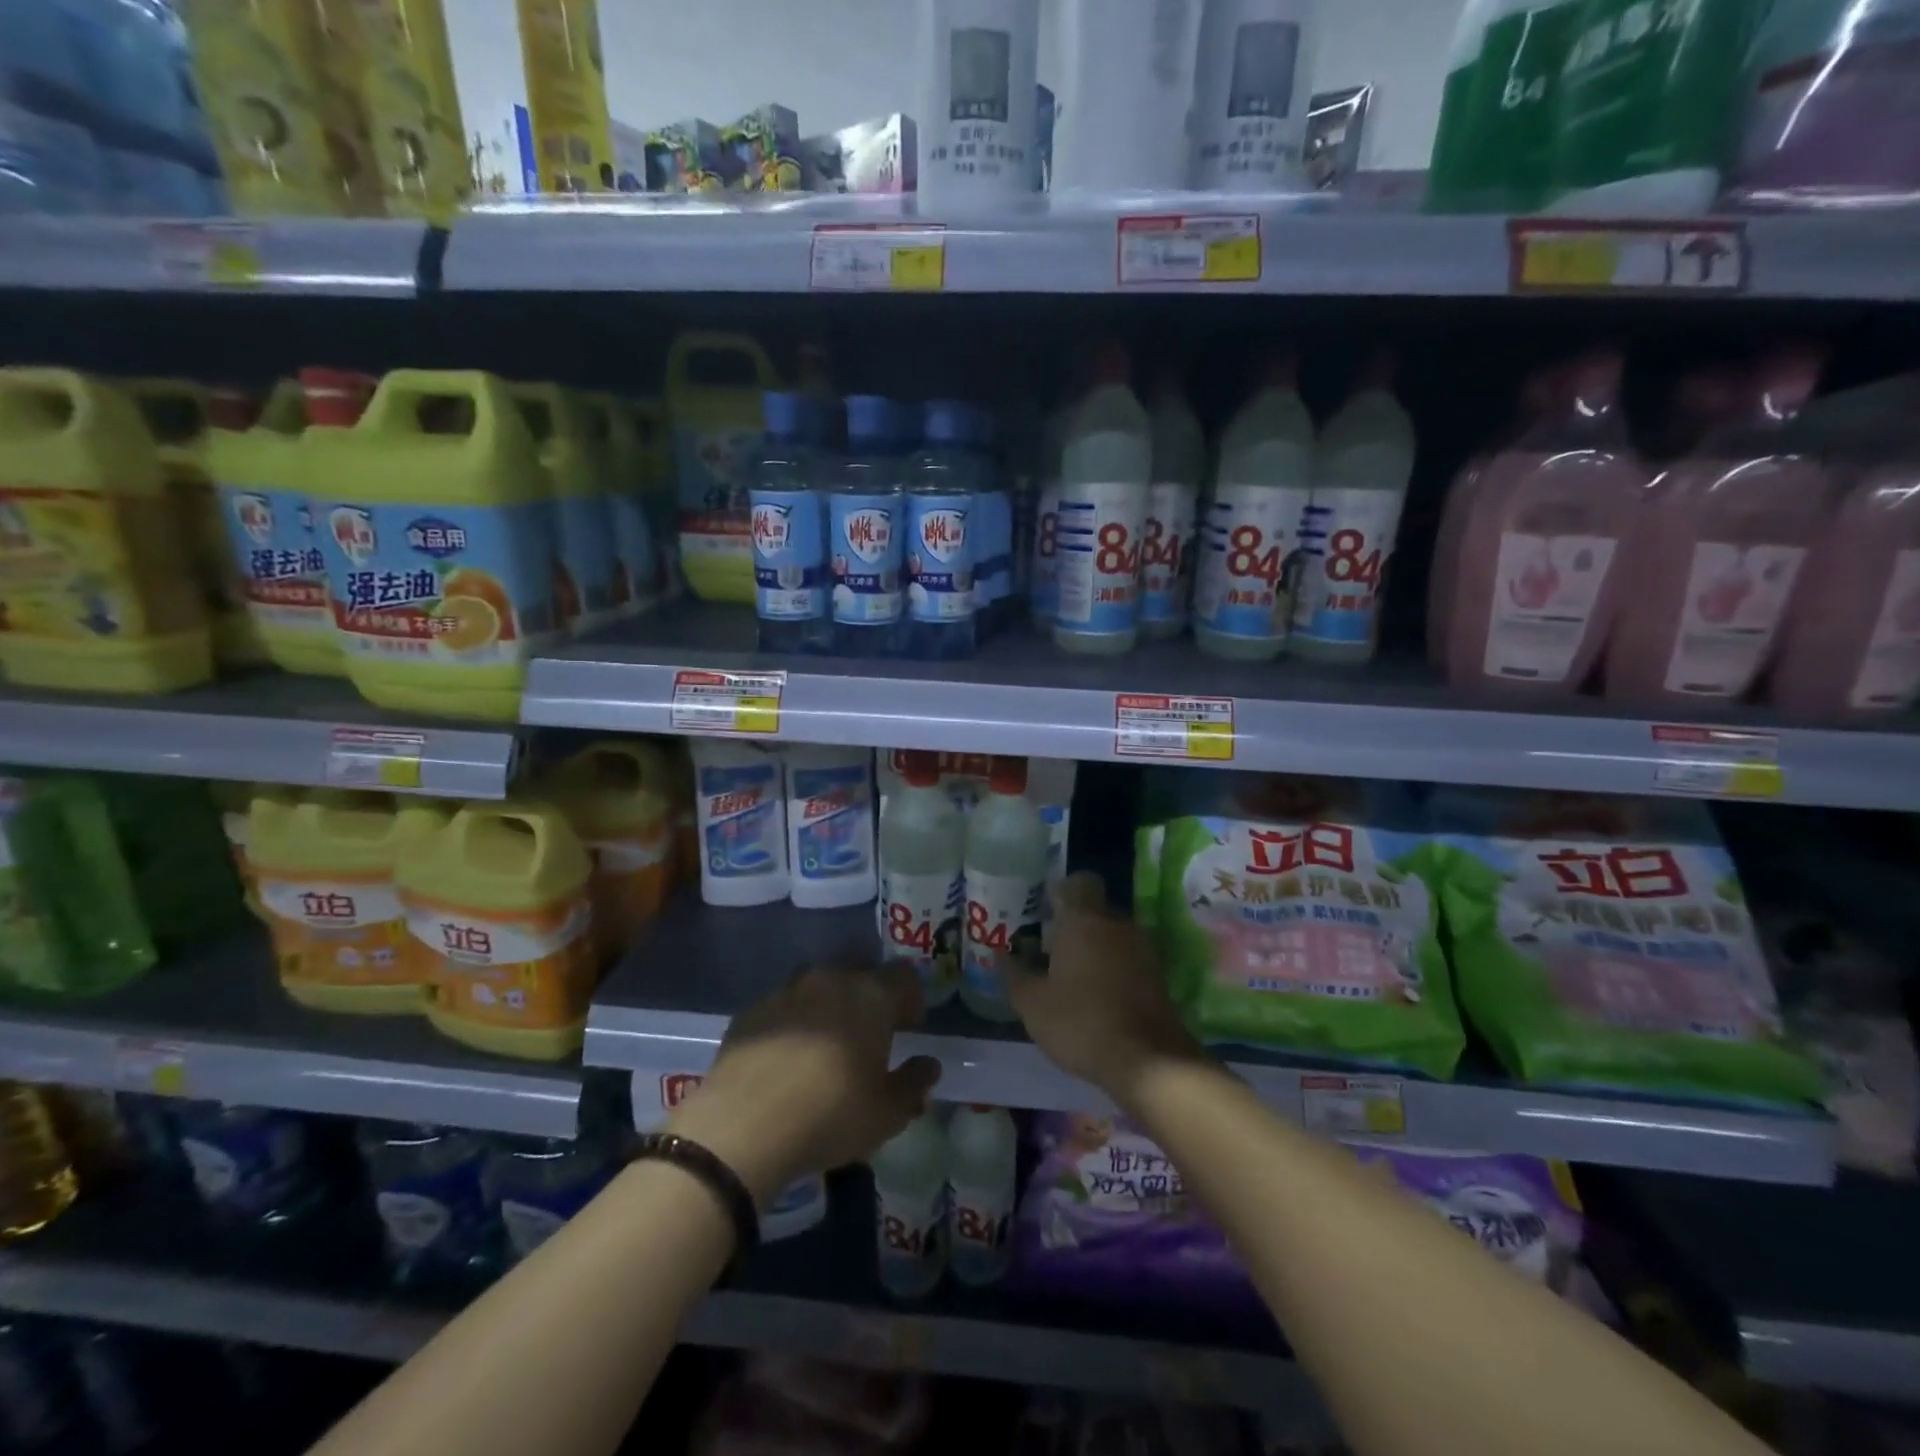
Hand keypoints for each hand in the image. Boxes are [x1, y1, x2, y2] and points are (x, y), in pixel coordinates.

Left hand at [667, 962, 941, 1204]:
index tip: (910, 1025)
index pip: (903, 975)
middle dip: (869, 995)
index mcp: (871, 995)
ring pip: (818, 984)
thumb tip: (929, 1065)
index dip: (911, 997)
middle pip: (859, 971)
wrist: (743, 1126)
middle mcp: (831, 979)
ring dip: (829, 1003)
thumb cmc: (831, 1115)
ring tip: (826, 1041)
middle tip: (870, 1031)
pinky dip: (792, 1020)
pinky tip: (787, 1055)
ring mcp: (787, 990)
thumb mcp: (887, 1112)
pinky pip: (783, 1005)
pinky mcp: (751, 1010)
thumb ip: (914, 1083)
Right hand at [997, 871, 1203, 1109]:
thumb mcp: (1032, 1003)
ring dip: (1094, 948)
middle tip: (1049, 951)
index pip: (1078, 881)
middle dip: (1073, 925)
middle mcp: (1117, 923)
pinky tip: (1096, 997)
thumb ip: (1013, 973)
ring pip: (1112, 934)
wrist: (1148, 1062)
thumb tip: (1000, 953)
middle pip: (1094, 909)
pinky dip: (1113, 968)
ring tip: (1071, 978)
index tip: (1044, 913)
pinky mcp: (1158, 975)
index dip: (1061, 892)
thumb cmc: (1080, 1022)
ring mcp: (1143, 948)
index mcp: (1084, 919)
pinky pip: (1128, 957)